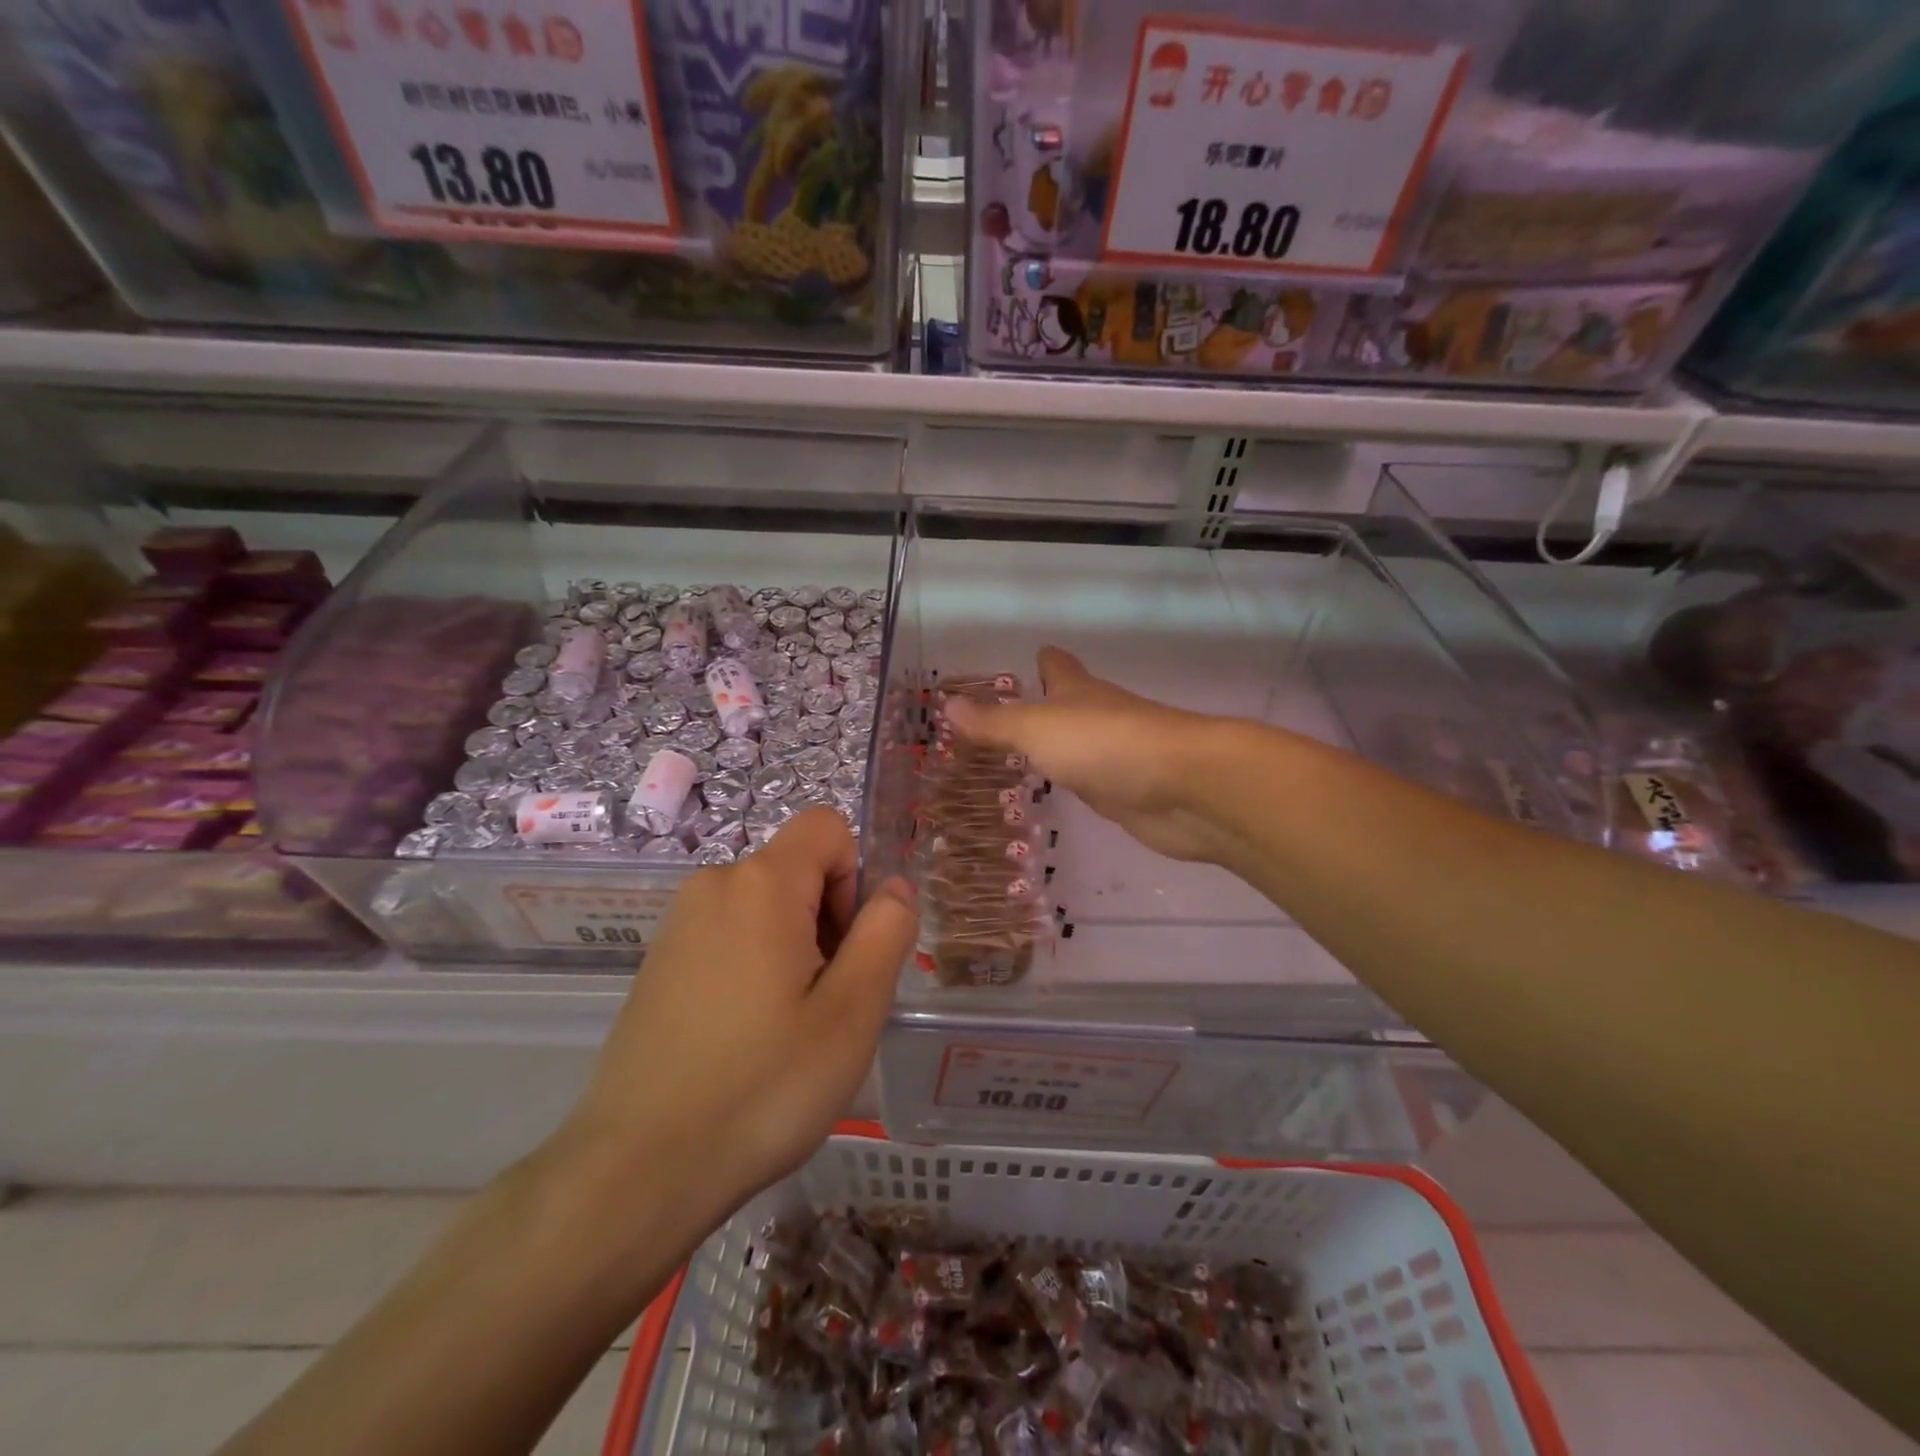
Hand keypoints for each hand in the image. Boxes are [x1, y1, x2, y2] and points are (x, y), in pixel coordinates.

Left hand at [560, 808, 916, 1222]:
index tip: (846, 951)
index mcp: (761, 883)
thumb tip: (894, 888)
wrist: (636, 1170)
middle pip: (798, 869)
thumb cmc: (762, 1088)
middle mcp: (713, 884)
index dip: (854, 877)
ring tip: (787, 1027)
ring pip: (766, 905)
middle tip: (824, 1004)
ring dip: (794, 947)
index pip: (827, 827)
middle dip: (827, 919)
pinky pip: (730, 933)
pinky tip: (746, 1037)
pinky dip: (755, 965)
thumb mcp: (851, 1013)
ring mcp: (679, 923)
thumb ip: (885, 933)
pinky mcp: (659, 960)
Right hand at [942, 647, 1233, 864]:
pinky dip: (1077, 782)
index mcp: (1078, 691)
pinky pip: (1094, 781)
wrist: (1182, 787)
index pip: (1057, 665)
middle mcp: (1099, 716)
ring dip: (1058, 749)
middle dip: (1043, 708)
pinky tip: (1062, 792)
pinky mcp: (1129, 791)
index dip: (1043, 661)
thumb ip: (994, 723)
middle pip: (1070, 705)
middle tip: (1004, 722)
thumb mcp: (1036, 729)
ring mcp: (1117, 755)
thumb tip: (947, 705)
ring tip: (1021, 760)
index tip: (1029, 660)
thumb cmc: (1103, 744)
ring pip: (1080, 745)